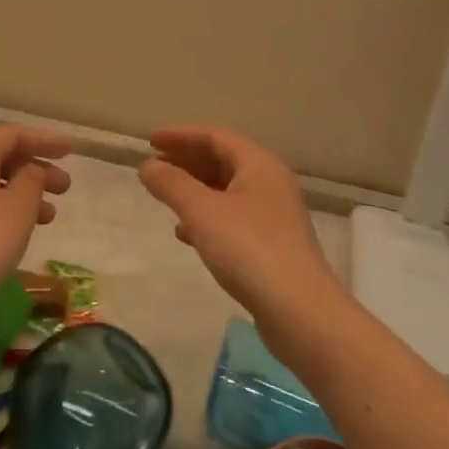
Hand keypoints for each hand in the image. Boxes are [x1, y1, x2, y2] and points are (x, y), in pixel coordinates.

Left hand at [0, 124, 72, 316]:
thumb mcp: (17, 208)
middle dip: (36, 169)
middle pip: (0, 158)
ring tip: (50, 217)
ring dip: (23, 194)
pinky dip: (4, 211)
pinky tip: (17, 235)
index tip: (70, 152)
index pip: (12, 134)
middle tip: (65, 187)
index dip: (43, 140)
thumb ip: (32, 181)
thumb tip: (30, 170)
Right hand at [138, 126, 343, 333]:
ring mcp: (273, 215)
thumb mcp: (202, 212)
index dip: (181, 135)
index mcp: (259, 164)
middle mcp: (270, 183)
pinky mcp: (272, 245)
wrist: (301, 313)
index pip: (215, 137)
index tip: (151, 141)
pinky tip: (185, 233)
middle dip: (186, 161)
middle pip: (222, 160)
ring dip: (195, 189)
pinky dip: (207, 217)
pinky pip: (232, 217)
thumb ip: (171, 184)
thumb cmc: (249, 249)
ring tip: (165, 197)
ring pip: (227, 190)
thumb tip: (147, 165)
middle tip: (155, 166)